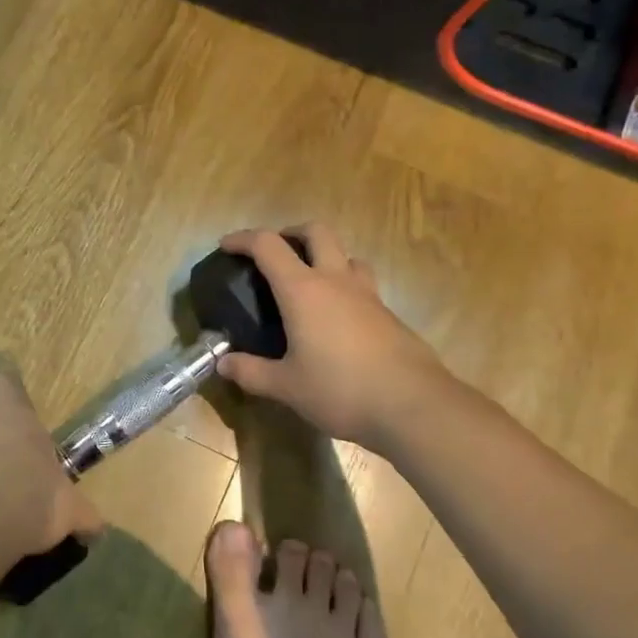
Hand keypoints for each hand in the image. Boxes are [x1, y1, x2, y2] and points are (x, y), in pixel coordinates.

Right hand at [215, 224, 450, 449]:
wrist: (413, 405)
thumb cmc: (340, 389)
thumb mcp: (286, 387)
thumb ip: (251, 372)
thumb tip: (223, 364)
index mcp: (303, 291)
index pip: (268, 246)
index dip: (243, 239)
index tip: (226, 246)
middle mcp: (336, 281)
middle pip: (316, 232)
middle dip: (291, 233)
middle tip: (276, 252)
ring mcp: (368, 295)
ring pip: (347, 255)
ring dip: (325, 256)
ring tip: (310, 282)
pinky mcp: (389, 315)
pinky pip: (363, 285)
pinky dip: (344, 287)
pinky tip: (337, 320)